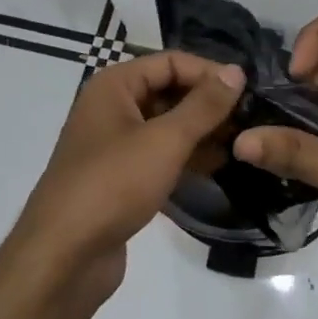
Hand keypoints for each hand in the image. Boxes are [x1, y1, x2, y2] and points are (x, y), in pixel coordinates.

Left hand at [2, 51, 243, 309]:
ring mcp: (115, 146)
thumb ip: (203, 106)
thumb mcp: (164, 140)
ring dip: (202, 133)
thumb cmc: (113, 185)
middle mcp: (111, 108)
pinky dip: (187, 158)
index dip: (209, 73)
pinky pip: (160, 156)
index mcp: (114, 86)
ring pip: (167, 127)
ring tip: (244, 144)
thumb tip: (236, 71)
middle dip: (208, 104)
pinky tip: (220, 167)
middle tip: (252, 120)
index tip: (249, 91)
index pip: (171, 62)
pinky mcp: (121, 179)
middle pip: (169, 92)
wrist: (64, 256)